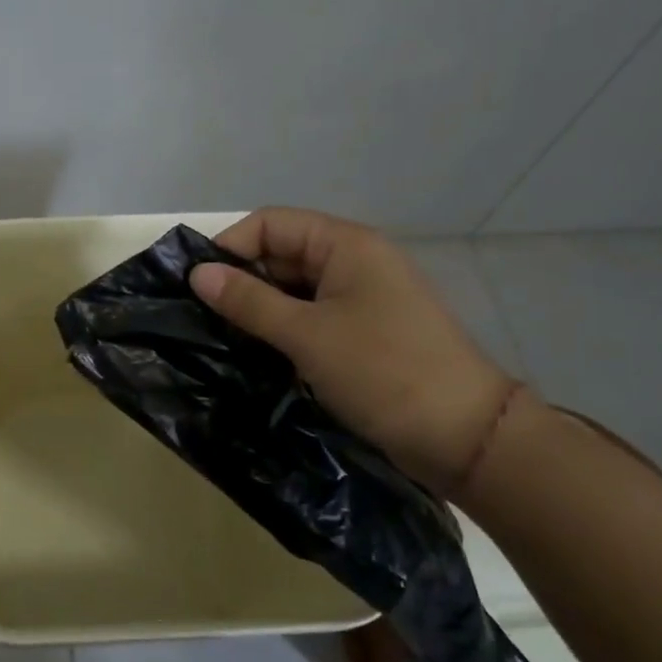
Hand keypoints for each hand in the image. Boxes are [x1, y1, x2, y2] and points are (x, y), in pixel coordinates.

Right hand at [189, 208, 517, 492]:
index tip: (196, 286)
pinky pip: (310, 317)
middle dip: (241, 281)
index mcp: (346, 245)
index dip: (231, 247)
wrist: (465, 437)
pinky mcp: (363, 333)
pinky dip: (281, 329)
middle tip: (201, 318)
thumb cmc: (383, 371)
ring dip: (259, 309)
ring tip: (220, 337)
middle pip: (281, 254)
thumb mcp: (307, 334)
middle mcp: (354, 262)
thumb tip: (197, 273)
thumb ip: (249, 301)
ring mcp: (361, 299)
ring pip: (293, 289)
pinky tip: (255, 353)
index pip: (271, 224)